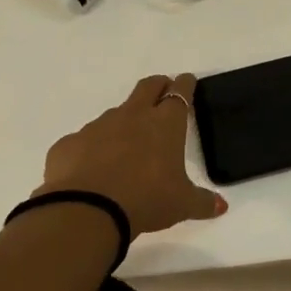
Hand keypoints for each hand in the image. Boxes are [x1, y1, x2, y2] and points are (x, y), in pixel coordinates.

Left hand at [37, 74, 225, 237]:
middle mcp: (132, 116)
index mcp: (165, 124)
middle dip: (157, 85)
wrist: (87, 210)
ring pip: (115, 114)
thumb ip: (203, 202)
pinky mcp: (69, 143)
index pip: (179, 92)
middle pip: (147, 87)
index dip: (185, 84)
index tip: (187, 80)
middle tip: (162, 91)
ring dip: (123, 122)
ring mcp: (97, 127)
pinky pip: (84, 141)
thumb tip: (221, 206)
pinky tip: (91, 170)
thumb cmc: (146, 199)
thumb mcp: (182, 205)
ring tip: (126, 145)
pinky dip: (91, 149)